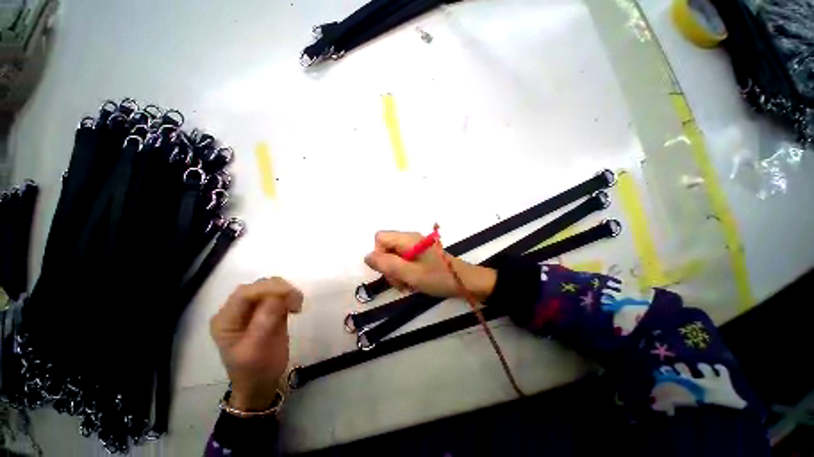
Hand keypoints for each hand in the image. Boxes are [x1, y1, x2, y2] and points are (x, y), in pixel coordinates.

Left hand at [210, 277, 302, 411]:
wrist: (261, 384)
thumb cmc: (254, 371)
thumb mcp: (254, 351)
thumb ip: (263, 323)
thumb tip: (278, 298)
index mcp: (226, 320)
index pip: (244, 293)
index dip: (266, 289)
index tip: (288, 294)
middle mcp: (237, 310)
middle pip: (258, 286)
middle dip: (279, 289)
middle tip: (296, 301)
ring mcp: (254, 310)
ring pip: (271, 287)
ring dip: (287, 292)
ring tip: (297, 306)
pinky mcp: (269, 311)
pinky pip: (280, 295)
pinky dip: (290, 297)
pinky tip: (296, 308)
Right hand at [364, 231, 496, 300]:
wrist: (465, 282)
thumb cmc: (438, 277)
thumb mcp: (410, 274)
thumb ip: (386, 264)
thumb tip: (367, 257)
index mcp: (407, 239)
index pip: (380, 238)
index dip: (379, 255)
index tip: (390, 270)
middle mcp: (410, 239)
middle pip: (386, 248)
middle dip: (389, 267)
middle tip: (401, 281)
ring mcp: (416, 247)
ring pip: (395, 257)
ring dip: (397, 273)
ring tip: (408, 284)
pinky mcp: (421, 255)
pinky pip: (405, 262)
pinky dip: (405, 273)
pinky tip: (413, 282)